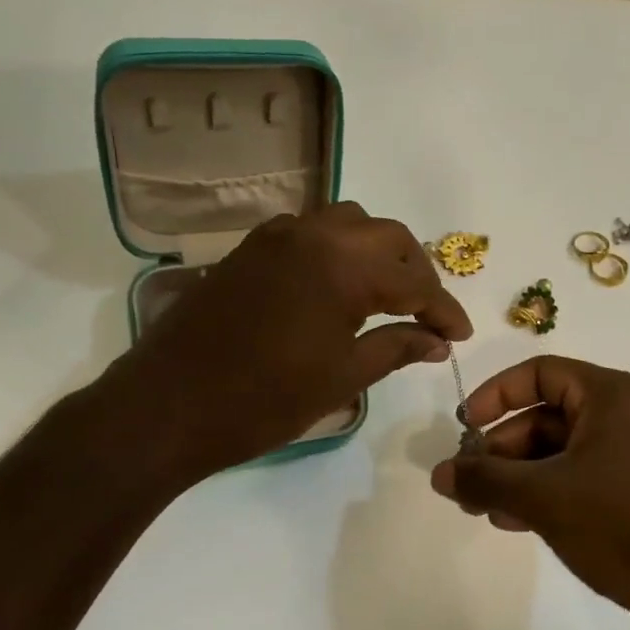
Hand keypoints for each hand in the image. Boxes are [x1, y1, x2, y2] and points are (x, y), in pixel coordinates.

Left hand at [109, 202, 471, 482]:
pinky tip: (338, 287)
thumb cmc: (264, 400)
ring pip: (348, 224)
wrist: (168, 405)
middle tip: (428, 315)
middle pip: (387, 237)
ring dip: (377, 253)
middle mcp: (313, 233)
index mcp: (343, 265)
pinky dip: (338, 250)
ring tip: (388, 296)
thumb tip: (438, 341)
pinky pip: (311, 232)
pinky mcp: (250, 248)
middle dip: (416, 273)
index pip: (414, 281)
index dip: (443, 309)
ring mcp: (277, 235)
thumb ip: (397, 348)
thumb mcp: (342, 378)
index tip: (461, 335)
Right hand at [431, 356, 629, 629]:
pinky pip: (581, 480)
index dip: (496, 394)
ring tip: (485, 510)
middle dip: (501, 449)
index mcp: (610, 395)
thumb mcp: (546, 497)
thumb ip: (486, 479)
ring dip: (519, 477)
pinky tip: (518, 523)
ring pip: (560, 454)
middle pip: (546, 417)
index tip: (463, 427)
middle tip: (467, 485)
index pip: (540, 372)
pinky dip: (547, 495)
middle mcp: (625, 416)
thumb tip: (439, 472)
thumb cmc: (625, 522)